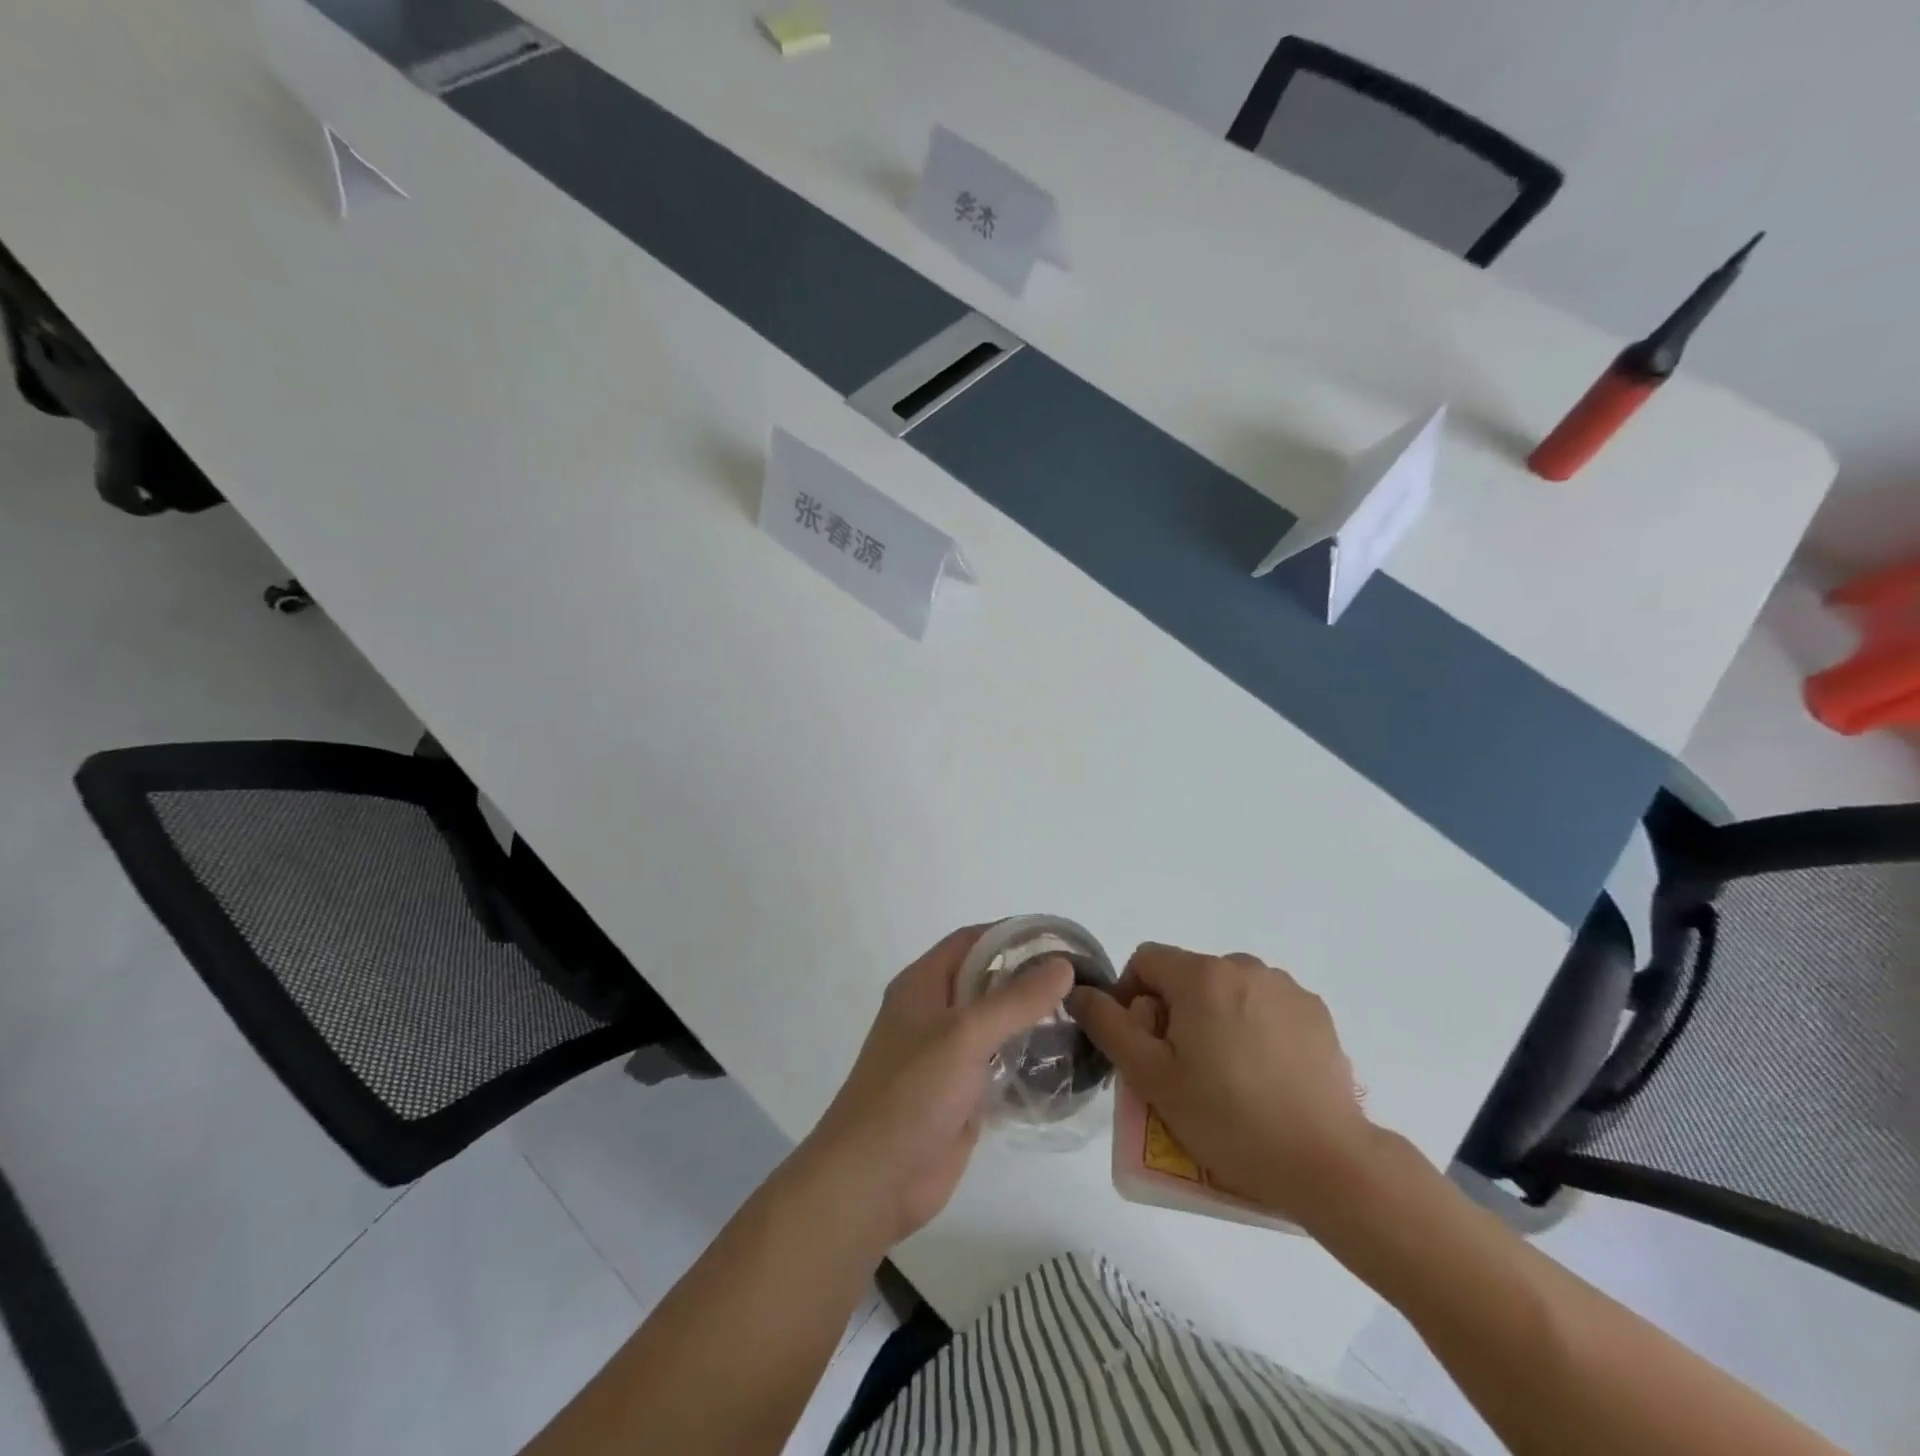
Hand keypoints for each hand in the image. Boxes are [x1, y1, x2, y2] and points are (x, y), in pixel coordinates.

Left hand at [800, 926, 1075, 1248]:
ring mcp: (948, 1055)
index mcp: (923, 985)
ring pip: (996, 1024)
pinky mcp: (962, 1093)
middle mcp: (934, 1013)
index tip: (1059, 938)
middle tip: (1082, 979)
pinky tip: (1067, 1062)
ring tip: (1083, 1016)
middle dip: (1029, 976)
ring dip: (1033, 1019)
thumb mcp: (965, 1035)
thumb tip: (1063, 965)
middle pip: (986, 980)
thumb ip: (1015, 1000)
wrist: (874, 1179)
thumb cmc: (911, 1092)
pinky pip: (1001, 1065)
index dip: (1011, 933)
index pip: (971, 940)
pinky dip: (1029, 1059)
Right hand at [1067, 943, 1373, 1226]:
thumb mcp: (1152, 1077)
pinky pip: (1265, 1006)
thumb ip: (1109, 1025)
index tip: (1142, 1045)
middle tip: (1180, 1069)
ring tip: (1225, 1076)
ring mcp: (1286, 988)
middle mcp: (1245, 966)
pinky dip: (1252, 1027)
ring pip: (1227, 990)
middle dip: (1174, 1012)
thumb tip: (1079, 992)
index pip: (1146, 960)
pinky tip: (1263, 1076)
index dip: (1131, 996)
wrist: (1327, 1164)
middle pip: (1188, 975)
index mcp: (1202, 975)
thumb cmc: (1228, 1119)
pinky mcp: (1316, 1014)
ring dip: (1214, 1018)